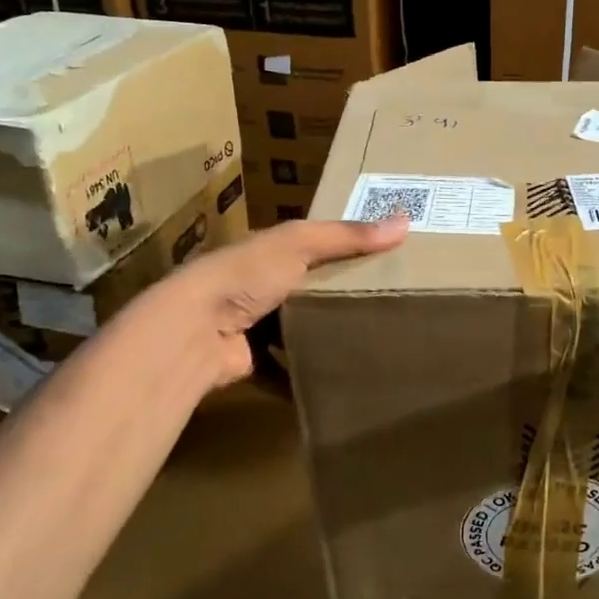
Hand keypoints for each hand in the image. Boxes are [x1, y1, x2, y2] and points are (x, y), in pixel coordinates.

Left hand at [131, 216, 408, 390]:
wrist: (193, 332)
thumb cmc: (246, 276)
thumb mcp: (299, 245)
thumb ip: (347, 236)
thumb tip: (405, 221)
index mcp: (267, 251)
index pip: (313, 244)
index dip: (345, 246)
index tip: (384, 255)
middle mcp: (257, 285)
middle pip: (307, 288)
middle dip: (338, 294)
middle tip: (387, 302)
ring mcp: (251, 325)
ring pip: (296, 328)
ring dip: (321, 334)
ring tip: (368, 340)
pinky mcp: (251, 361)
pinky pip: (285, 367)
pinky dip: (303, 373)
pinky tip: (336, 376)